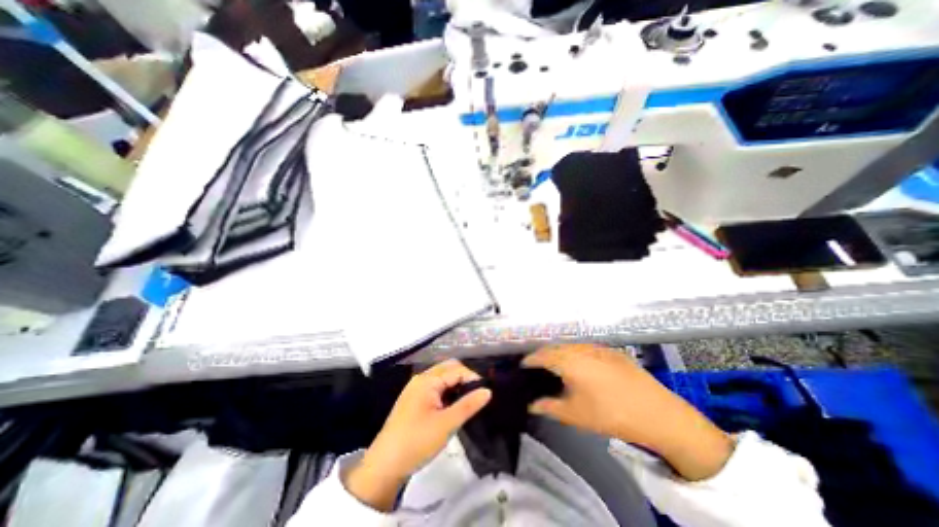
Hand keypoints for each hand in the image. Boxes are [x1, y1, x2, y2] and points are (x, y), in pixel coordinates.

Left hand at [343, 361, 492, 511]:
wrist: (384, 466)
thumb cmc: (417, 441)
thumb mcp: (447, 424)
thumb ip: (469, 405)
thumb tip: (488, 391)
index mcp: (427, 380)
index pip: (456, 369)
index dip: (472, 378)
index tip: (485, 394)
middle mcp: (421, 379)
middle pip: (448, 369)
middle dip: (464, 379)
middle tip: (477, 396)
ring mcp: (415, 389)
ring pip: (442, 379)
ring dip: (456, 386)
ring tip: (467, 402)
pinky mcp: (413, 400)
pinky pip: (435, 388)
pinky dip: (446, 393)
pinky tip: (452, 407)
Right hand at [520, 346, 732, 480]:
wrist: (657, 412)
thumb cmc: (610, 414)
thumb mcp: (574, 414)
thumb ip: (548, 407)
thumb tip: (531, 404)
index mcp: (569, 360)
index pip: (541, 355)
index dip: (530, 359)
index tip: (522, 365)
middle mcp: (580, 347)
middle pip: (555, 347)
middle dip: (544, 355)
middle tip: (537, 366)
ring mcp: (597, 347)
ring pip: (570, 346)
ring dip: (560, 353)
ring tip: (556, 365)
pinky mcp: (611, 350)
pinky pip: (585, 348)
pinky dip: (575, 353)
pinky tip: (579, 365)